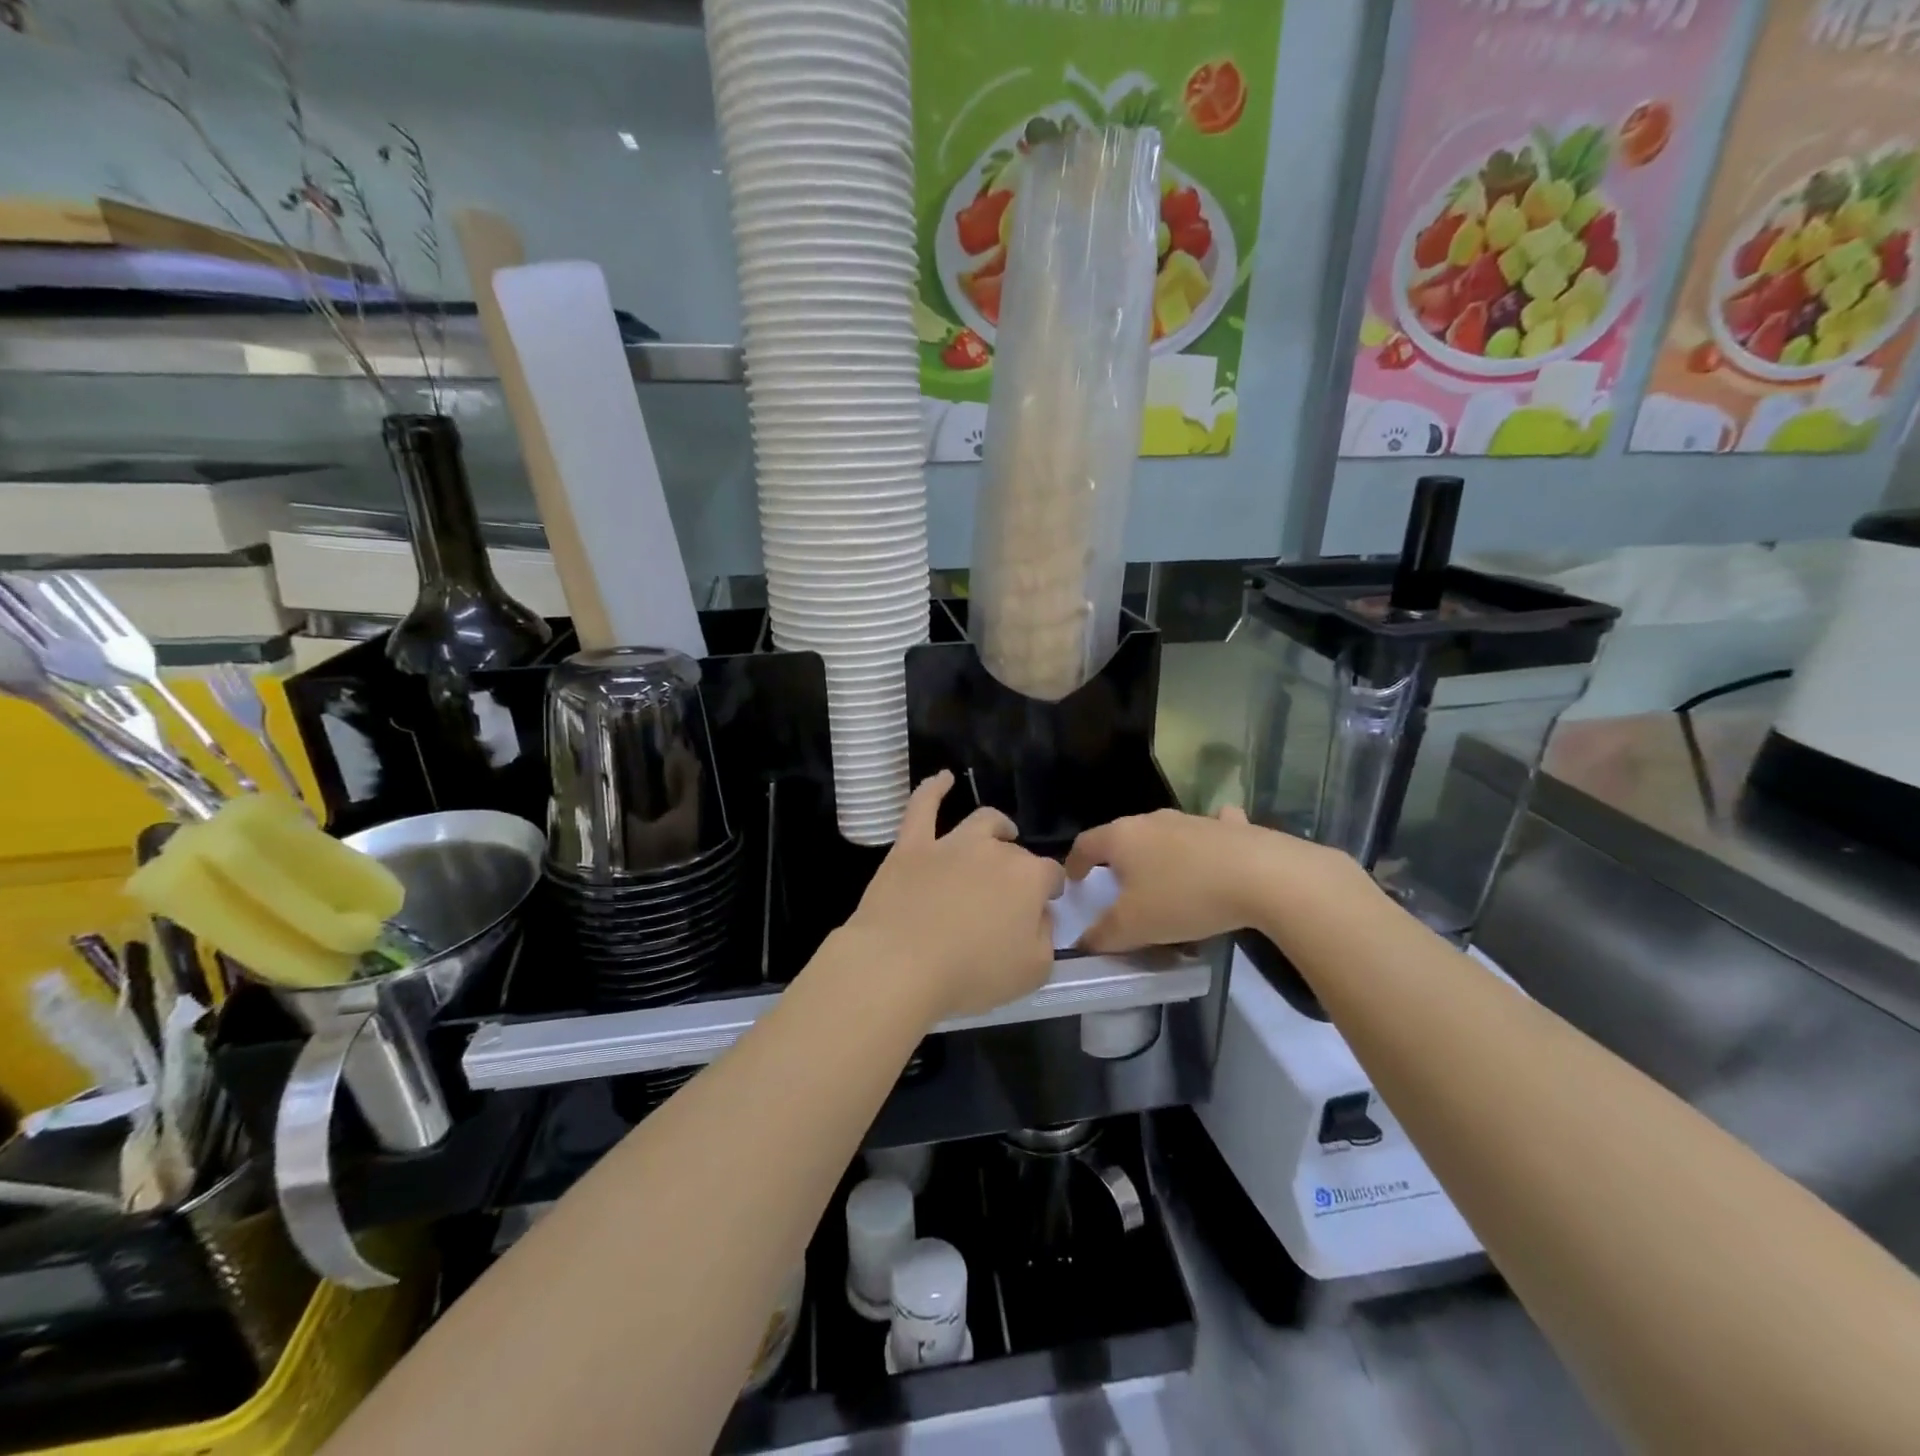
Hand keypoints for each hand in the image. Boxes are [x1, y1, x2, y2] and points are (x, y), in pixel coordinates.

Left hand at [840, 771, 1064, 1022]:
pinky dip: (934, 789)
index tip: (1045, 905)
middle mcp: (993, 850)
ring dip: (996, 825)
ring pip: (981, 822)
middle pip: (1015, 851)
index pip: (1050, 874)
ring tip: (1001, 831)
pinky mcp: (911, 846)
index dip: (1050, 889)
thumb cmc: (970, 974)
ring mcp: (950, 843)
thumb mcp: (1032, 971)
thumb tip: (1041, 915)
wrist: (899, 964)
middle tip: (1009, 896)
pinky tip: (943, 778)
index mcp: (1028, 878)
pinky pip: (923, 806)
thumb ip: (1046, 938)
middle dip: (1019, 868)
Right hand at [1064, 806, 1354, 953]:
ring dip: (1159, 854)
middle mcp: (1153, 820)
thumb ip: (1102, 936)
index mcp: (1122, 838)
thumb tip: (1083, 942)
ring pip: (1165, 834)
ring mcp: (1193, 820)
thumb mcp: (1134, 927)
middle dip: (1117, 861)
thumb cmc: (1184, 897)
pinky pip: (1210, 832)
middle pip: (1124, 837)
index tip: (1073, 881)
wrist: (1263, 877)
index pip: (1085, 844)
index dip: (1074, 863)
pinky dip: (1205, 843)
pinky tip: (1215, 856)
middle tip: (1118, 888)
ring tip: (1164, 881)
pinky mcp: (1231, 827)